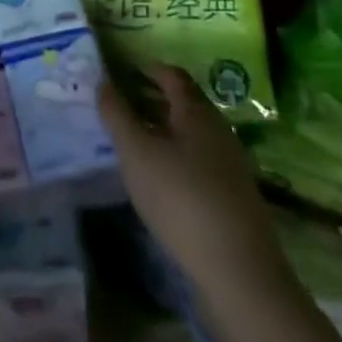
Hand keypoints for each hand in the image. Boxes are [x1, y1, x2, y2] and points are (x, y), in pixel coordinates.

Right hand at [99, 62, 283, 286]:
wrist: (239, 272)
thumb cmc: (181, 198)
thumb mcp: (136, 153)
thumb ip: (116, 115)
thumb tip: (102, 81)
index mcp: (196, 111)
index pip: (172, 75)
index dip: (147, 69)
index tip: (122, 72)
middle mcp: (218, 130)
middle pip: (183, 104)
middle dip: (152, 101)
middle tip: (120, 107)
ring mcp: (230, 165)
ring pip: (191, 135)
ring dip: (163, 132)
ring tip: (133, 144)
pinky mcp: (234, 198)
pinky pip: (199, 162)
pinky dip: (176, 159)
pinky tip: (160, 181)